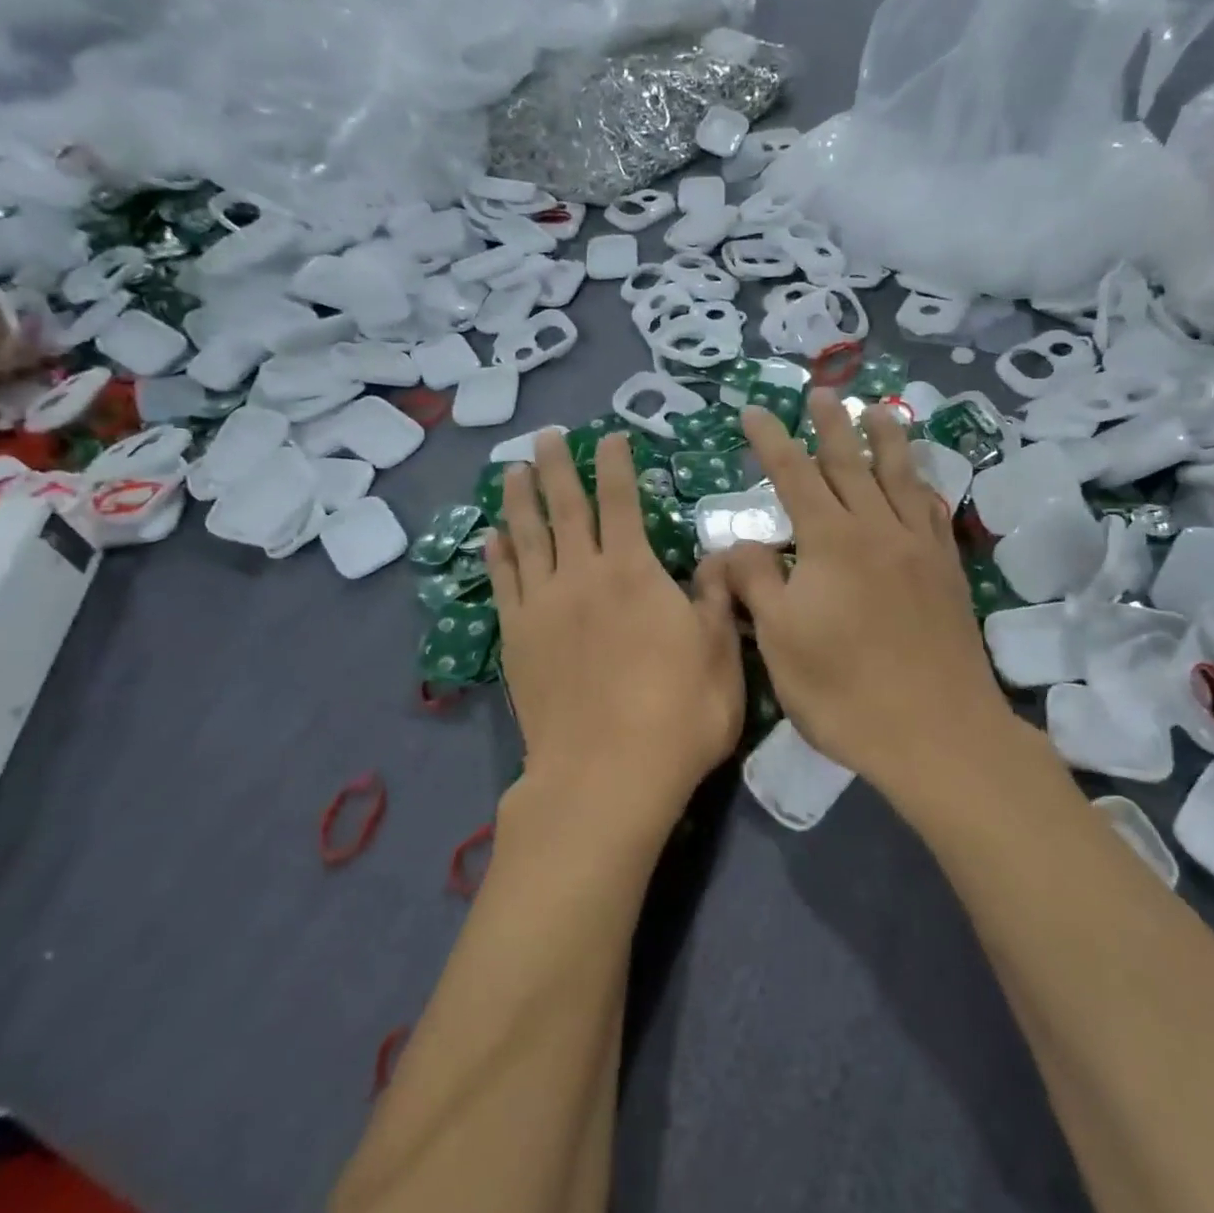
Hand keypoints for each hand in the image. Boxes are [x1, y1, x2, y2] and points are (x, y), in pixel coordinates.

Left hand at [489, 430, 743, 839]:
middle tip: (547, 436)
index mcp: (633, 571)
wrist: (605, 776)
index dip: (615, 465)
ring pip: (526, 537)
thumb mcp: (721, 653)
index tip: (609, 438)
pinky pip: (503, 584)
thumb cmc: (677, 714)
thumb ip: (717, 597)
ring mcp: (542, 606)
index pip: (621, 500)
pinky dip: (498, 555)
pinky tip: (493, 537)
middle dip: (558, 467)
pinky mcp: (517, 640)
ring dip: (520, 499)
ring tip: (513, 471)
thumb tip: (720, 557)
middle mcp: (580, 575)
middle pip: (564, 507)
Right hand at [710, 390, 1017, 795]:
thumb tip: (734, 545)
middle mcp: (877, 530)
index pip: (794, 476)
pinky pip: (933, 512)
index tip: (754, 412)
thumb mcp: (780, 639)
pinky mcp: (947, 572)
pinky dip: (922, 485)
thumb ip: (755, 581)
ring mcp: (919, 548)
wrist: (937, 733)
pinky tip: (921, 481)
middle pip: (851, 463)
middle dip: (831, 425)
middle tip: (821, 392)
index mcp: (831, 542)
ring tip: (880, 409)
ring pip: (900, 478)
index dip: (771, 441)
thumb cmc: (845, 690)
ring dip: (887, 439)